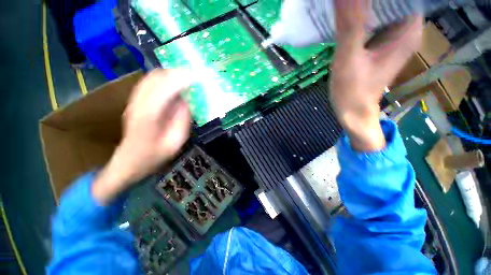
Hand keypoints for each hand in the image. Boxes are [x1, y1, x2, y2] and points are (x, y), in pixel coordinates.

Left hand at [93, 69, 191, 203]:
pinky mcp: (134, 101)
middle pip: (156, 78)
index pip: (164, 90)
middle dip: (176, 74)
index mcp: (149, 116)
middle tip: (193, 77)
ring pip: (151, 77)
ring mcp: (134, 101)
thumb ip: (182, 119)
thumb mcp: (176, 141)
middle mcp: (138, 104)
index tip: (196, 78)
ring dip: (170, 74)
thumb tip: (187, 101)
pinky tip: (173, 83)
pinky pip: (148, 82)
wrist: (130, 161)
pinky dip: (163, 78)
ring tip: (185, 78)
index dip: (181, 80)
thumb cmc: (155, 155)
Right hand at [330, 0, 422, 150]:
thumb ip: (349, 26)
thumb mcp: (349, 59)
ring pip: (382, 8)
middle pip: (391, 0)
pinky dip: (361, 16)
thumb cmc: (352, 92)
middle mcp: (405, 30)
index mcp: (407, 31)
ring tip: (345, 5)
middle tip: (347, 0)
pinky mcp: (380, 43)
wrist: (352, 111)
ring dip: (364, 5)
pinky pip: (374, 20)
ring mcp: (392, 37)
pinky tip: (346, 16)